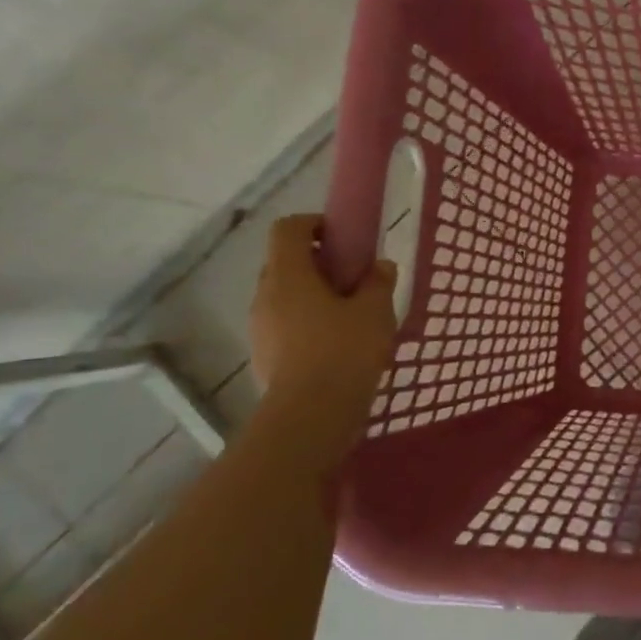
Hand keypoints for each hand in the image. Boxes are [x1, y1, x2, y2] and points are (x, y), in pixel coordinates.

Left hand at [250, 215, 398, 416]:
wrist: (312, 414)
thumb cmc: (345, 351)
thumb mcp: (376, 311)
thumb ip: (379, 282)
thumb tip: (381, 266)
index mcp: (288, 275)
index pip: (288, 229)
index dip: (314, 224)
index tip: (343, 237)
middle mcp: (265, 295)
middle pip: (285, 262)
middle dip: (317, 263)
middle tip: (352, 279)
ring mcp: (260, 328)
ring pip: (285, 296)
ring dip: (312, 296)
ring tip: (349, 316)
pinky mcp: (263, 356)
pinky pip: (285, 326)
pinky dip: (306, 324)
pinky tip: (336, 346)